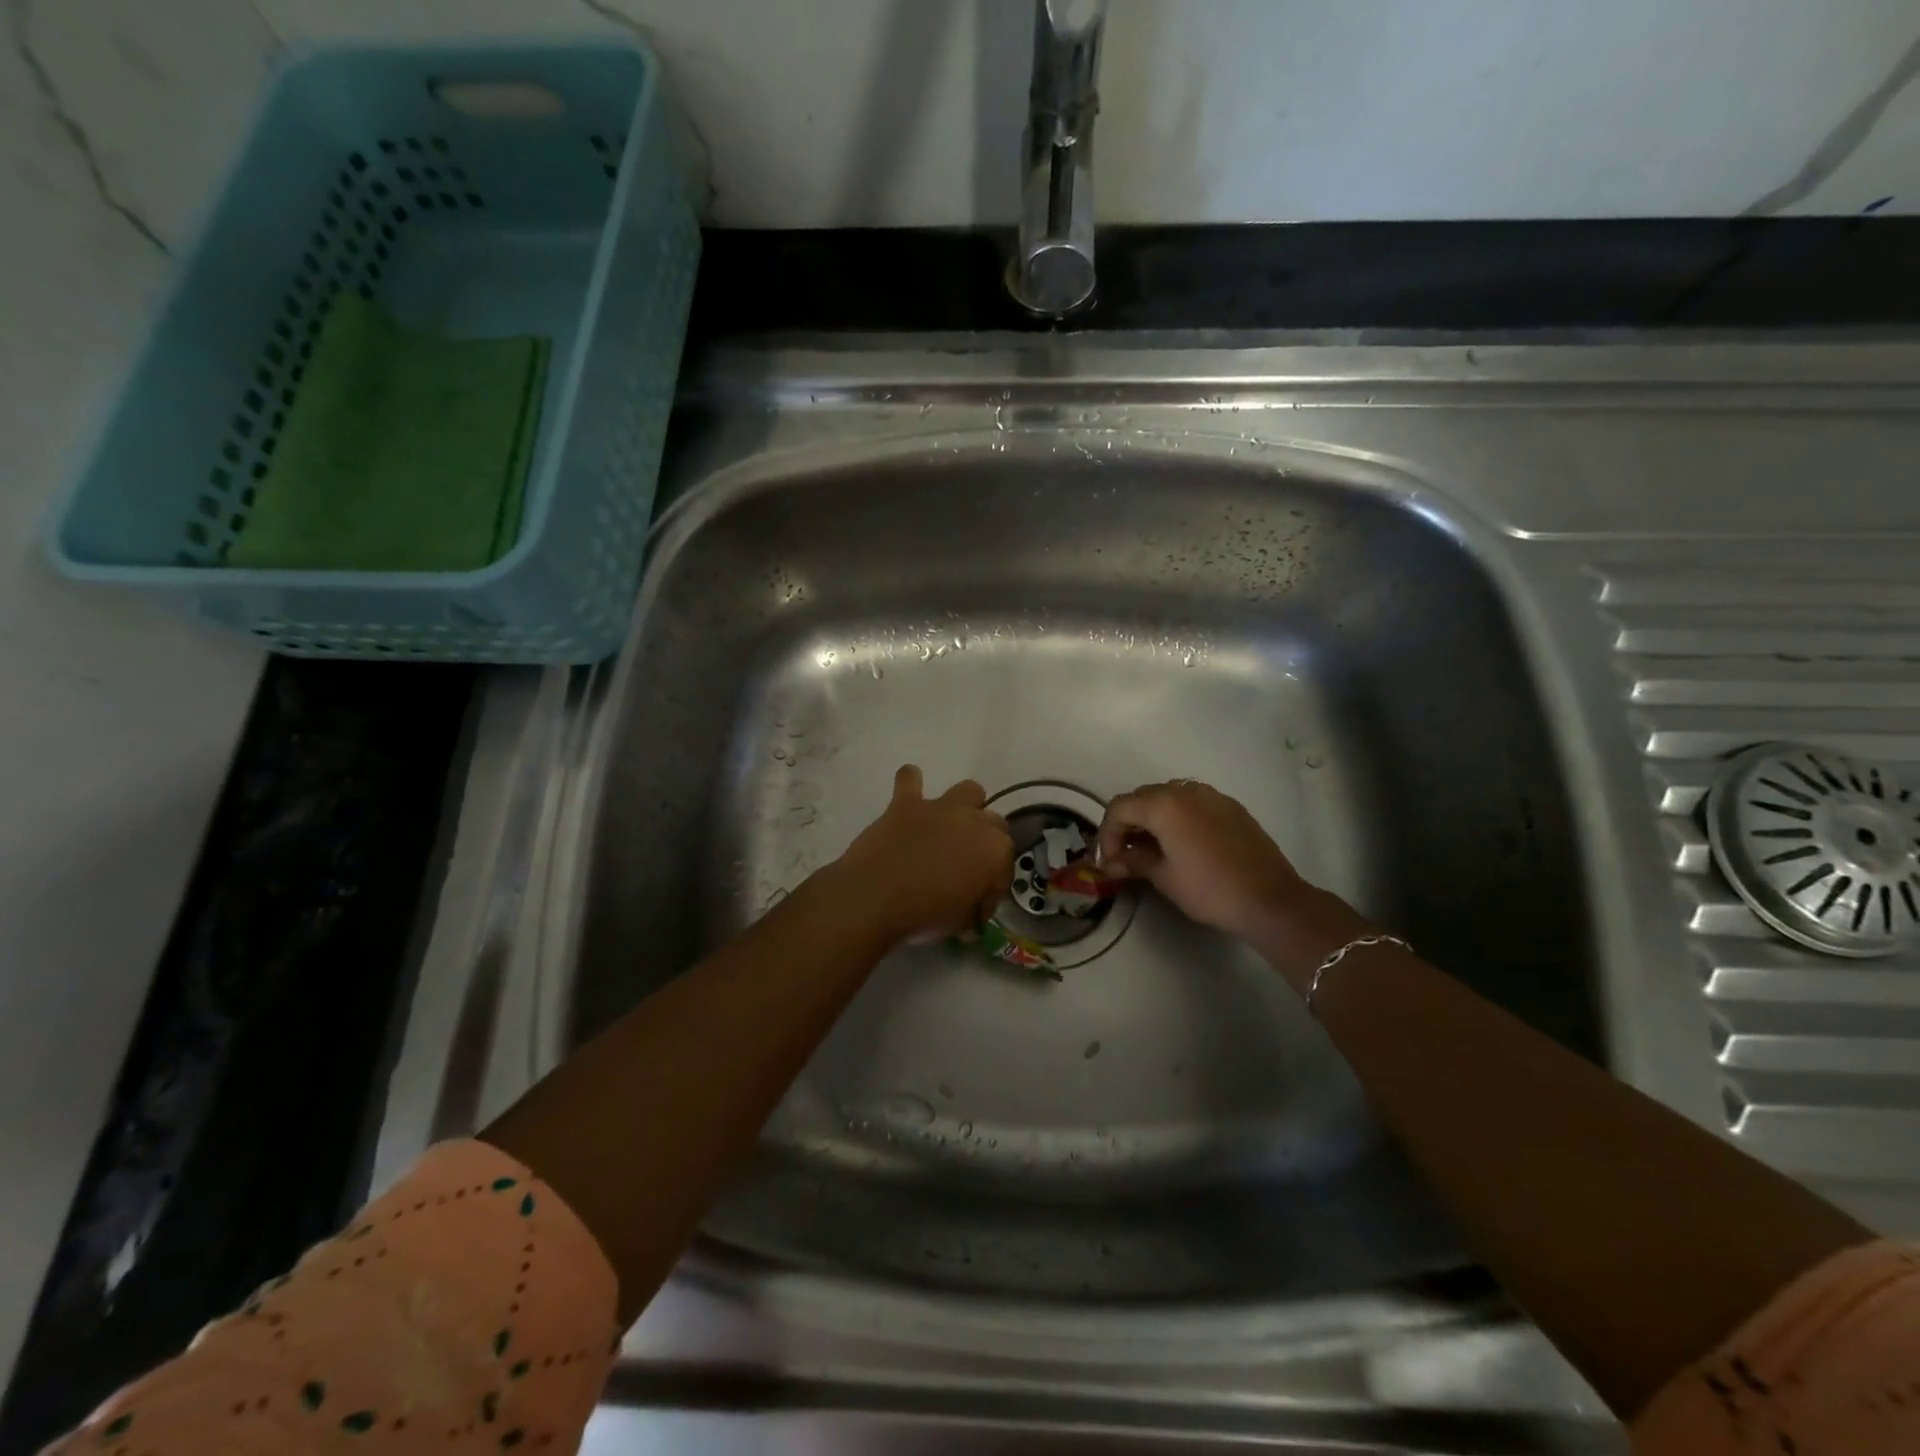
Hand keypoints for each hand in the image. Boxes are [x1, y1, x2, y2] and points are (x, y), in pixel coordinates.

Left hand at [829, 765, 1013, 945]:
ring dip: (964, 806)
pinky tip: (909, 792)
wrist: (876, 898)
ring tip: (949, 826)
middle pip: (993, 822)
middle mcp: (974, 821)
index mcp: (995, 851)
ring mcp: (940, 807)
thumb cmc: (926, 915)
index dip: (995, 879)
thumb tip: (974, 906)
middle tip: (965, 863)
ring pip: (968, 791)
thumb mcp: (963, 921)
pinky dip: (911, 783)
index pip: (1006, 860)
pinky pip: (910, 780)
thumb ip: (976, 906)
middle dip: (984, 840)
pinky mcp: (906, 803)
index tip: (981, 896)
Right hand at [1094, 780, 1367, 981]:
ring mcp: (1212, 796)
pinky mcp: (1231, 807)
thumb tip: (1114, 862)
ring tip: (1152, 850)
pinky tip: (1182, 845)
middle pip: (1142, 798)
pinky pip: (1193, 804)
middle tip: (1126, 856)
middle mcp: (1185, 790)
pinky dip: (1178, 818)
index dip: (1107, 834)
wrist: (1270, 900)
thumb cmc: (1209, 889)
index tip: (1109, 862)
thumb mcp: (1164, 877)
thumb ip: (1134, 862)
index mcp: (1163, 804)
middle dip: (1128, 825)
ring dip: (1153, 819)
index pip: (1119, 808)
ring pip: (1168, 797)